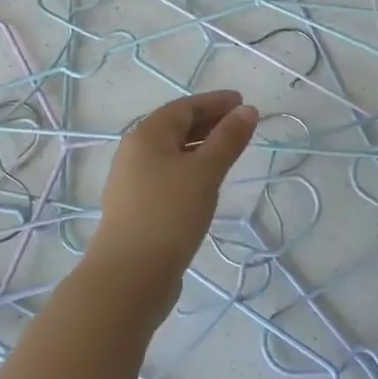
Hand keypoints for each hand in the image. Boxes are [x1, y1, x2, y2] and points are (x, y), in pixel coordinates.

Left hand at [87, 90, 259, 316]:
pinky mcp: (138, 208)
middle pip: (175, 128)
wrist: (129, 276)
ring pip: (172, 154)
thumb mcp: (205, 173)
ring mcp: (133, 182)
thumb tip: (247, 110)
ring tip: (229, 151)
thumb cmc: (169, 214)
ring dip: (200, 147)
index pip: (184, 107)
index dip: (214, 102)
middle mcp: (135, 152)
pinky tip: (206, 184)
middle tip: (241, 124)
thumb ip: (227, 140)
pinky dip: (190, 170)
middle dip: (209, 122)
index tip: (242, 102)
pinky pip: (168, 176)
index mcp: (146, 135)